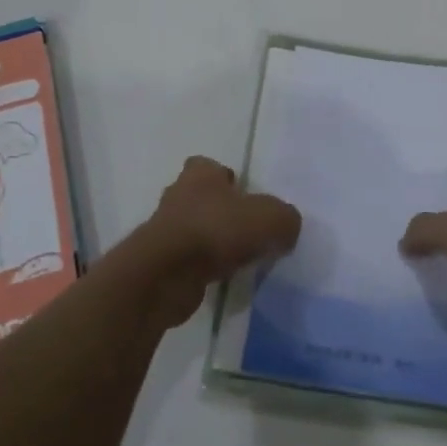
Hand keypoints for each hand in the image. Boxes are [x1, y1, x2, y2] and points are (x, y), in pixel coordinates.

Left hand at [137, 157, 300, 327]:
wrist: (165, 274)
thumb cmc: (216, 230)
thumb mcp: (270, 219)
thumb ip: (285, 219)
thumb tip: (287, 228)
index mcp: (200, 173)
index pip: (210, 166)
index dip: (227, 179)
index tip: (245, 198)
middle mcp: (178, 195)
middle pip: (202, 197)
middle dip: (220, 211)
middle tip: (247, 230)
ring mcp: (165, 229)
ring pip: (194, 229)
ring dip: (211, 241)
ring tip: (238, 259)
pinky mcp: (159, 261)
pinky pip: (187, 260)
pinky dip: (201, 268)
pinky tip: (221, 279)